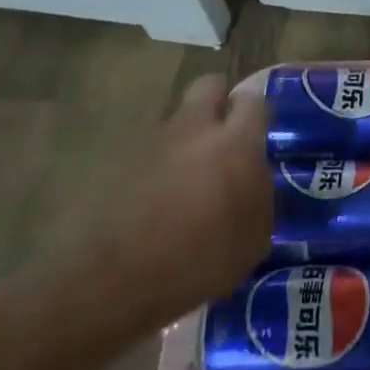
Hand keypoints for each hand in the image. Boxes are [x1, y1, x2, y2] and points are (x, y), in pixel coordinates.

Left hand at [39, 74, 271, 333]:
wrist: (108, 283)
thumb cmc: (198, 262)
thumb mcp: (254, 238)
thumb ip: (260, 195)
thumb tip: (254, 180)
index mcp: (234, 144)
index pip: (254, 100)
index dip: (258, 113)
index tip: (261, 134)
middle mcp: (192, 130)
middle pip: (209, 86)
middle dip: (220, 103)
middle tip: (225, 139)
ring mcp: (148, 142)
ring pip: (176, 123)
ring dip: (185, 142)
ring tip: (186, 186)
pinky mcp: (112, 160)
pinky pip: (146, 153)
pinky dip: (155, 169)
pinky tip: (154, 205)